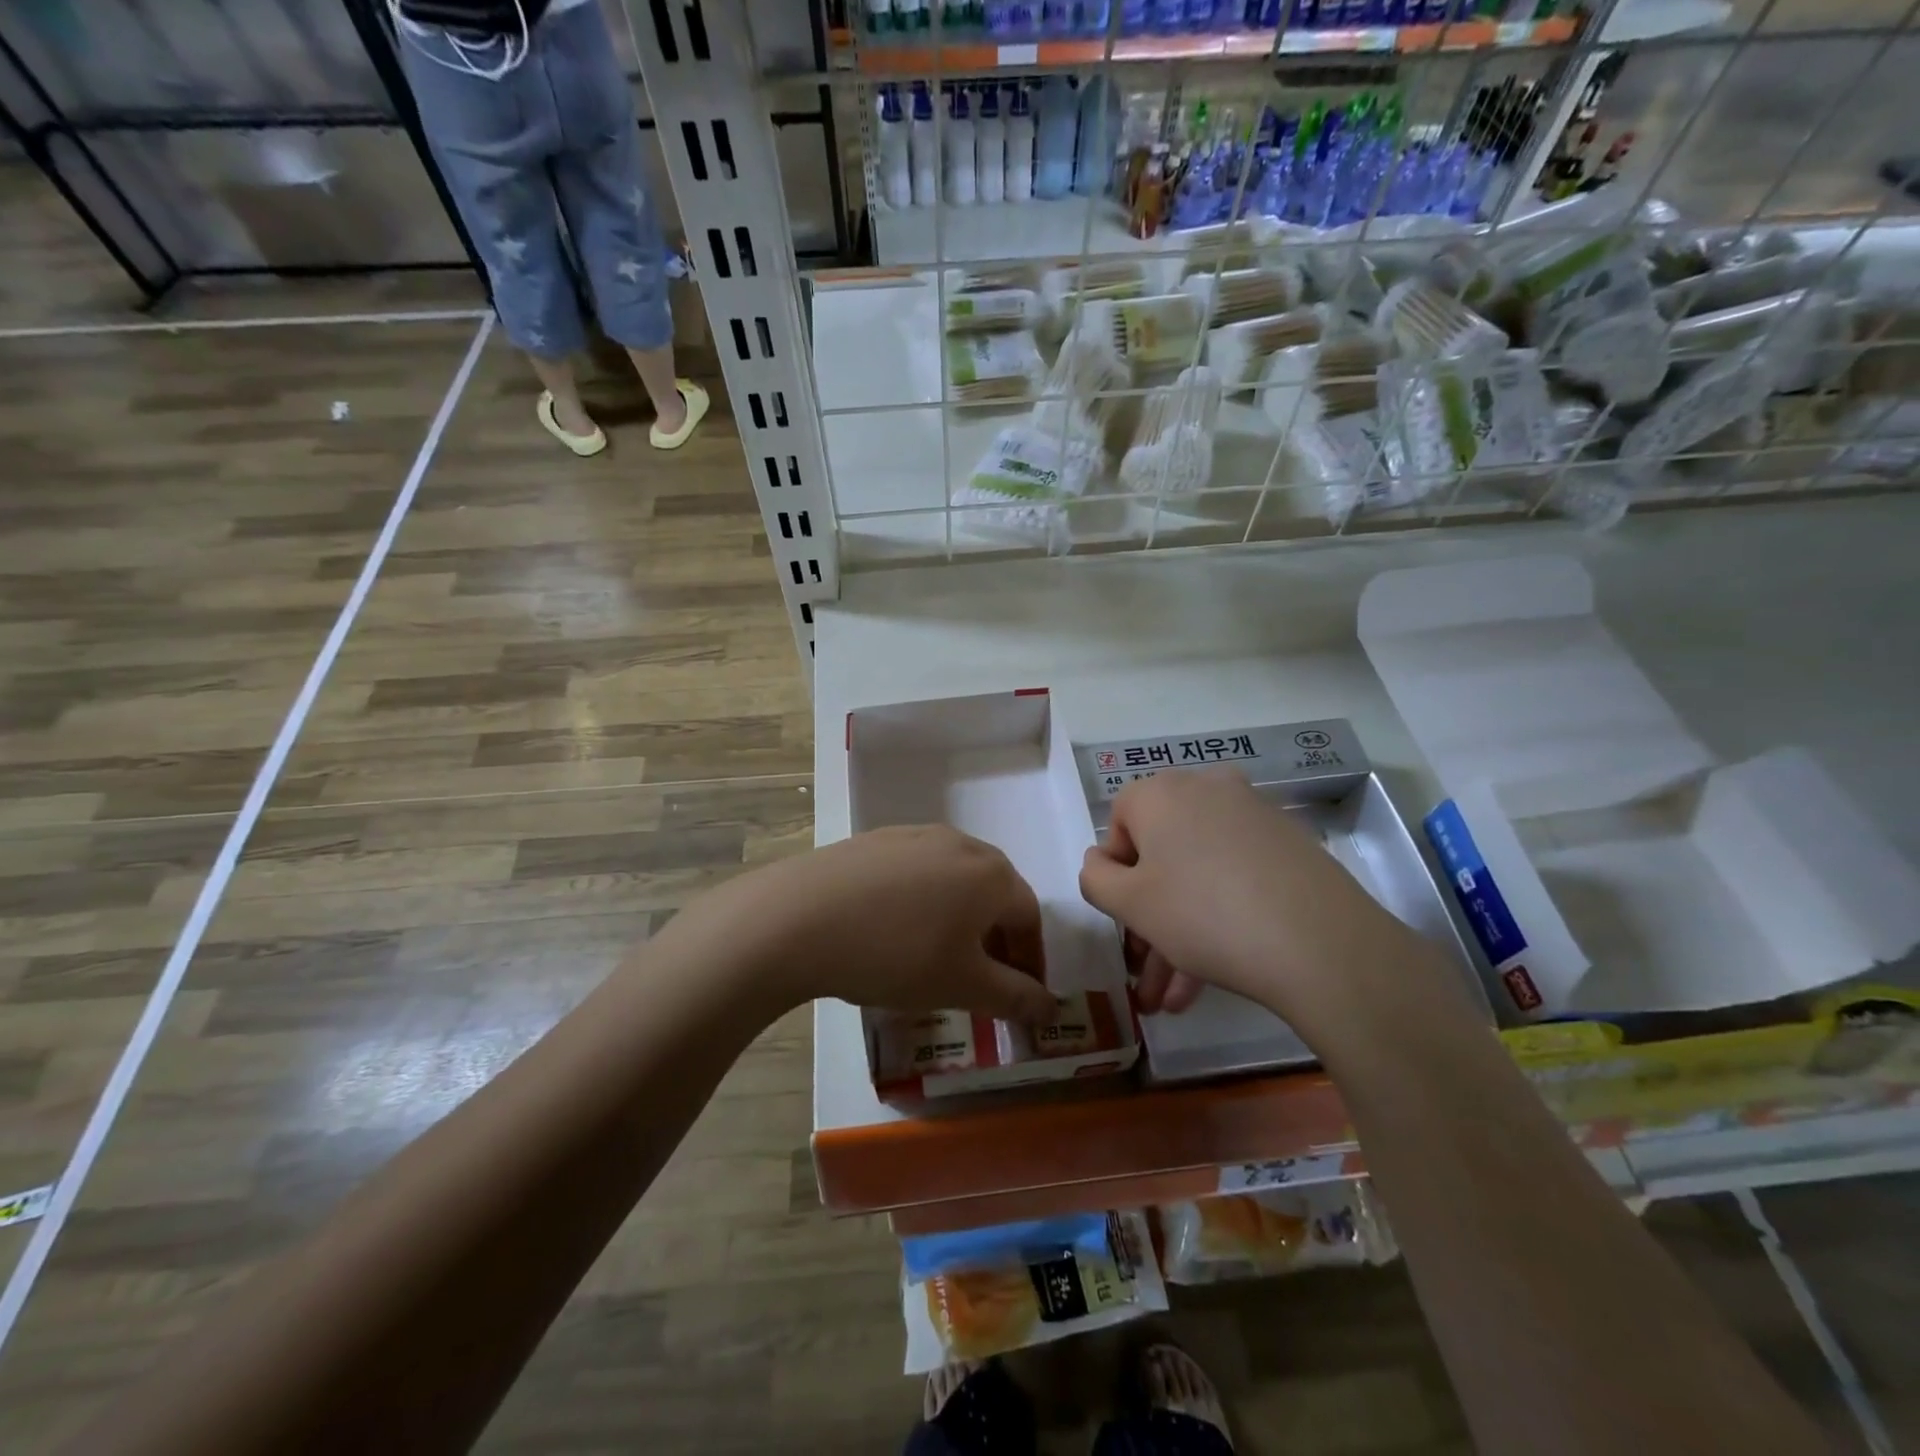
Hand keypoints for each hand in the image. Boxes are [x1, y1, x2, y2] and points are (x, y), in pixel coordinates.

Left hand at [695, 826, 1057, 1020]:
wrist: (801, 917)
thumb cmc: (897, 953)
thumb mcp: (962, 985)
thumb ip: (1014, 997)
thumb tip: (1050, 1008)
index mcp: (992, 874)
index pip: (1030, 917)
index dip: (1030, 960)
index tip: (1020, 995)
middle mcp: (960, 843)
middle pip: (995, 892)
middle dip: (997, 937)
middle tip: (981, 977)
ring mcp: (914, 835)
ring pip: (953, 879)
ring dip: (959, 917)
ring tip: (936, 955)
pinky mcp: (876, 839)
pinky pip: (915, 871)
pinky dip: (921, 901)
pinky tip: (892, 929)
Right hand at [1078, 769, 1420, 1040]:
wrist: (1320, 942)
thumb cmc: (1203, 914)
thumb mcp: (1130, 903)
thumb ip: (1095, 878)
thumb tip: (1101, 862)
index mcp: (1160, 792)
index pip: (1118, 824)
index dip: (1115, 874)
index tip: (1126, 917)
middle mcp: (1205, 789)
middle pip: (1161, 853)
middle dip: (1148, 916)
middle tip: (1146, 970)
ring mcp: (1252, 814)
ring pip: (1197, 873)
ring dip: (1179, 931)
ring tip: (1176, 999)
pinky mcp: (1287, 843)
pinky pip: (1234, 875)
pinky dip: (1218, 915)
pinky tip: (1212, 976)